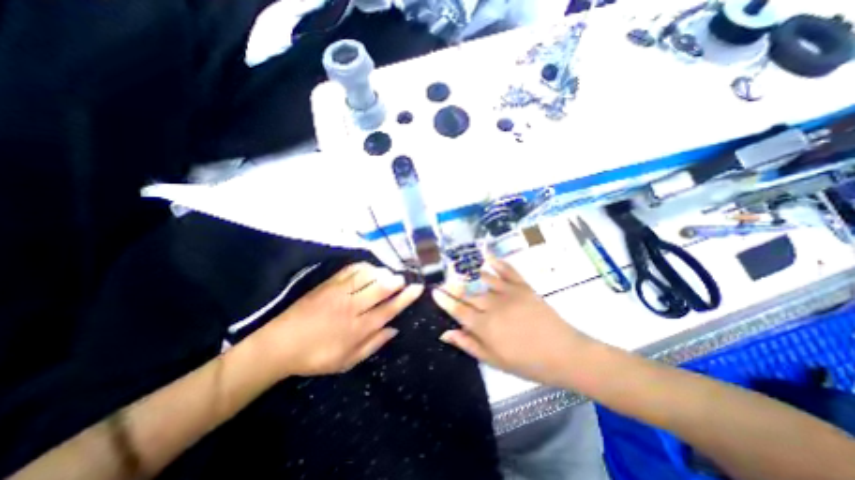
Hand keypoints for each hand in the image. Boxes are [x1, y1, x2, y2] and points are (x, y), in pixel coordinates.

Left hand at [251, 263, 424, 378]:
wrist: (280, 344)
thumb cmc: (316, 356)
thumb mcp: (347, 361)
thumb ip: (373, 344)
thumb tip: (394, 329)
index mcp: (358, 329)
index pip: (389, 310)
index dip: (405, 298)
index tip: (417, 288)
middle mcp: (352, 308)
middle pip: (380, 289)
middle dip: (396, 281)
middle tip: (403, 279)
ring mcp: (339, 293)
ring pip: (367, 276)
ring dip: (382, 272)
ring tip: (388, 274)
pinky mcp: (328, 284)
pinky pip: (350, 270)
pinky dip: (364, 267)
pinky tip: (369, 269)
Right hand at [436, 256, 588, 386]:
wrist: (565, 354)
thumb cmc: (528, 363)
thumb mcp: (495, 361)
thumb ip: (469, 345)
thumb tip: (445, 333)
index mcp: (484, 326)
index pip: (457, 309)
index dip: (444, 300)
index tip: (434, 291)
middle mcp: (492, 306)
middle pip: (466, 292)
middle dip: (452, 286)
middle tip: (443, 280)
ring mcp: (508, 293)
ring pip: (482, 279)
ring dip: (468, 272)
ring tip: (457, 267)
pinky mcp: (523, 287)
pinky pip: (507, 270)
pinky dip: (496, 262)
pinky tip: (487, 256)